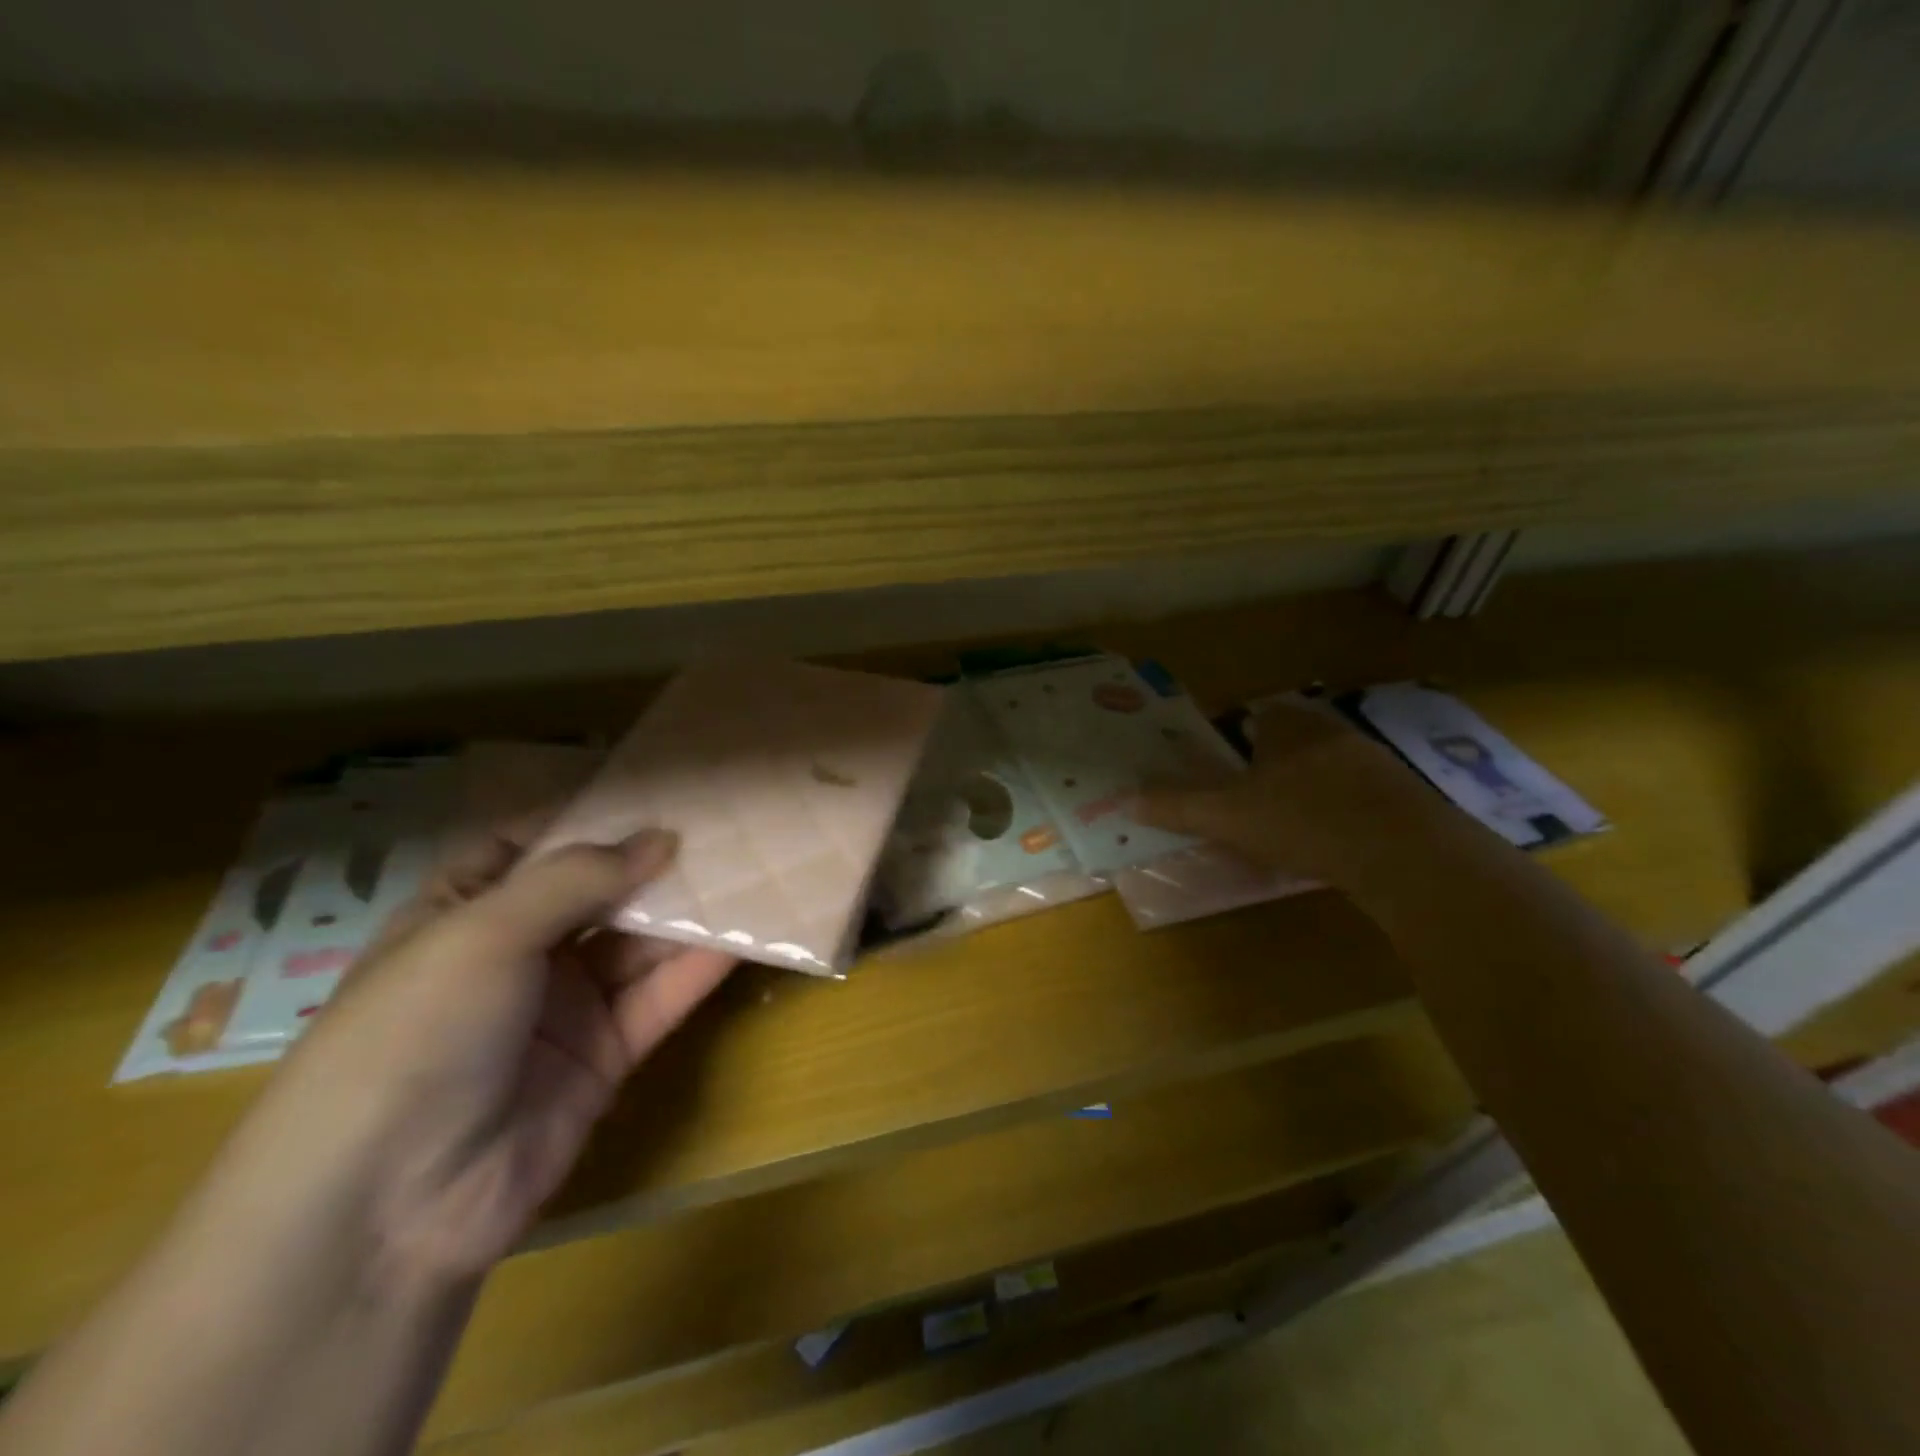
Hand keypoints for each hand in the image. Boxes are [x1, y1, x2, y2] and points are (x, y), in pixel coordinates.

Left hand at [237, 828, 734, 1282]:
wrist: (389, 1210)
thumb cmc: (416, 1034)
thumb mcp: (483, 933)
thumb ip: (579, 878)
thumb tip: (663, 836)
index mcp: (463, 913)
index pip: (529, 845)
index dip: (587, 816)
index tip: (655, 790)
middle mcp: (516, 953)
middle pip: (598, 892)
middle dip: (654, 860)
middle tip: (724, 825)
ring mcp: (564, 1006)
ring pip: (637, 943)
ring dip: (688, 910)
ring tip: (750, 867)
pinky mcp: (606, 1054)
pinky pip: (659, 997)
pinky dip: (700, 966)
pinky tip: (745, 932)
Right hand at [1136, 698, 1435, 886]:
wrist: (1405, 852)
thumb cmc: (1304, 819)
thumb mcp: (1228, 815)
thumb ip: (1177, 805)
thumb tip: (1125, 798)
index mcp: (1288, 726)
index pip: (1256, 715)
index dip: (1237, 737)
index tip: (1226, 768)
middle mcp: (1331, 731)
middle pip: (1292, 740)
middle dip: (1272, 764)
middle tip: (1252, 800)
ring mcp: (1374, 760)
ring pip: (1328, 767)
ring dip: (1309, 788)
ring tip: (1290, 824)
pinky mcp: (1404, 794)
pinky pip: (1360, 795)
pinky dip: (1343, 811)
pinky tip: (1334, 841)